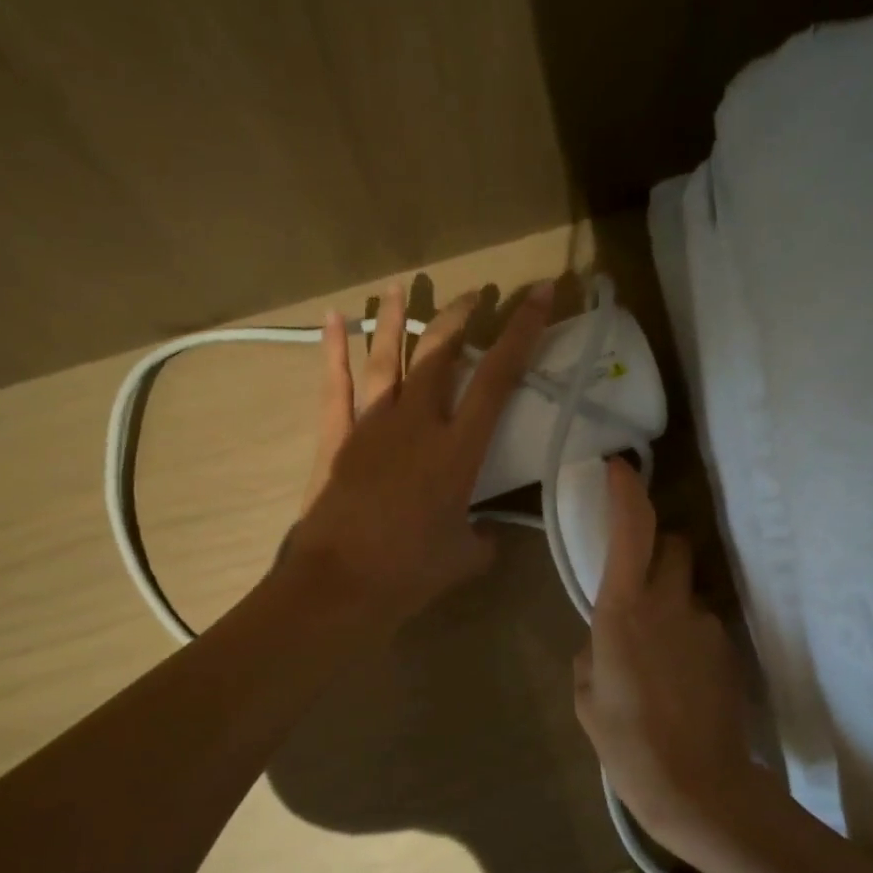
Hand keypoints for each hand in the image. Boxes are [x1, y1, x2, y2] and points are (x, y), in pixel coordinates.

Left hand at [286, 280, 552, 634]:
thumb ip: (483, 539)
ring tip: (402, 287)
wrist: (340, 585)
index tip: (538, 293)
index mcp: (458, 449)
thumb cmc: (410, 572)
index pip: (498, 377)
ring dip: (396, 318)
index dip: (522, 331)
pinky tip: (334, 318)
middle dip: (460, 315)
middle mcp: (417, 422)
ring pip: (386, 356)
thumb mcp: (464, 557)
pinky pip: (334, 382)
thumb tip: (486, 534)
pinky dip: (333, 348)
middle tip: (475, 294)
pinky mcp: (334, 436)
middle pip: (439, 351)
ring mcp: (371, 424)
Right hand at [573, 458, 773, 858]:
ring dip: (670, 602)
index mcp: (623, 610)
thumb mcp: (586, 698)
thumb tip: (604, 640)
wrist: (699, 787)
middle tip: (637, 583)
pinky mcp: (728, 648)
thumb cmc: (627, 744)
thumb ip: (592, 653)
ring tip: (657, 657)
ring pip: (686, 589)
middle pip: (671, 544)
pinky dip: (687, 635)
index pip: (630, 531)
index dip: (625, 492)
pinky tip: (680, 680)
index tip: (618, 468)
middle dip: (655, 549)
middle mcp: (669, 604)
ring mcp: (705, 624)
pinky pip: (701, 623)